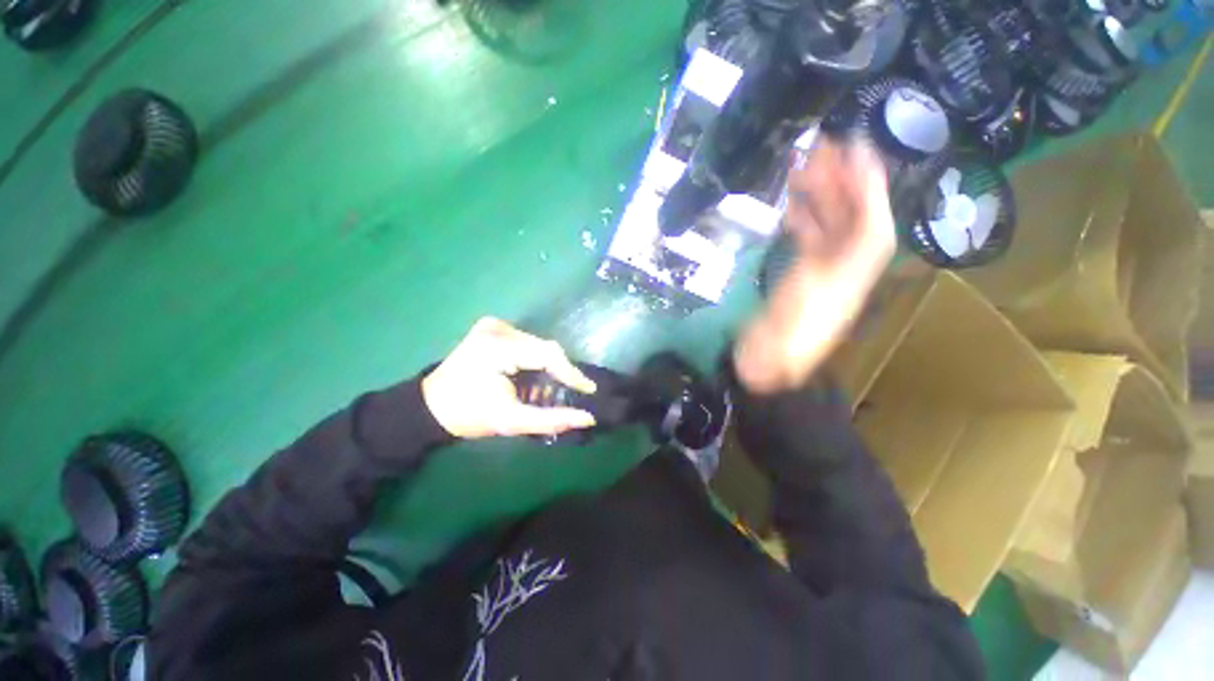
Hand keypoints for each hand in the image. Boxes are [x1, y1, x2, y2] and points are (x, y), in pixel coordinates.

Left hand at [422, 318, 597, 438]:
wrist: (429, 407)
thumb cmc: (468, 416)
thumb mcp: (510, 422)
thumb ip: (551, 420)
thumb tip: (588, 416)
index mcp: (497, 348)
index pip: (547, 353)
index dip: (571, 372)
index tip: (588, 390)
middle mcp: (497, 328)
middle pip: (544, 348)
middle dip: (558, 371)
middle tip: (566, 393)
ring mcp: (493, 325)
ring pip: (537, 344)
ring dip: (546, 365)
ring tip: (547, 387)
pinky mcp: (491, 327)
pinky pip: (527, 342)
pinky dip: (534, 359)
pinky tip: (531, 375)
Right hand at [734, 139, 895, 393]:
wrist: (771, 354)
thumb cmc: (797, 322)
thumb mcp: (827, 280)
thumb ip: (854, 233)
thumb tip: (869, 190)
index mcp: (860, 263)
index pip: (871, 213)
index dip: (866, 180)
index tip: (855, 147)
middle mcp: (847, 260)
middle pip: (849, 214)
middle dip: (837, 180)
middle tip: (818, 148)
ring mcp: (823, 266)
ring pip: (826, 223)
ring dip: (816, 196)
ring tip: (798, 168)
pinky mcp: (802, 272)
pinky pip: (807, 239)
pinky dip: (801, 220)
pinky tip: (791, 205)